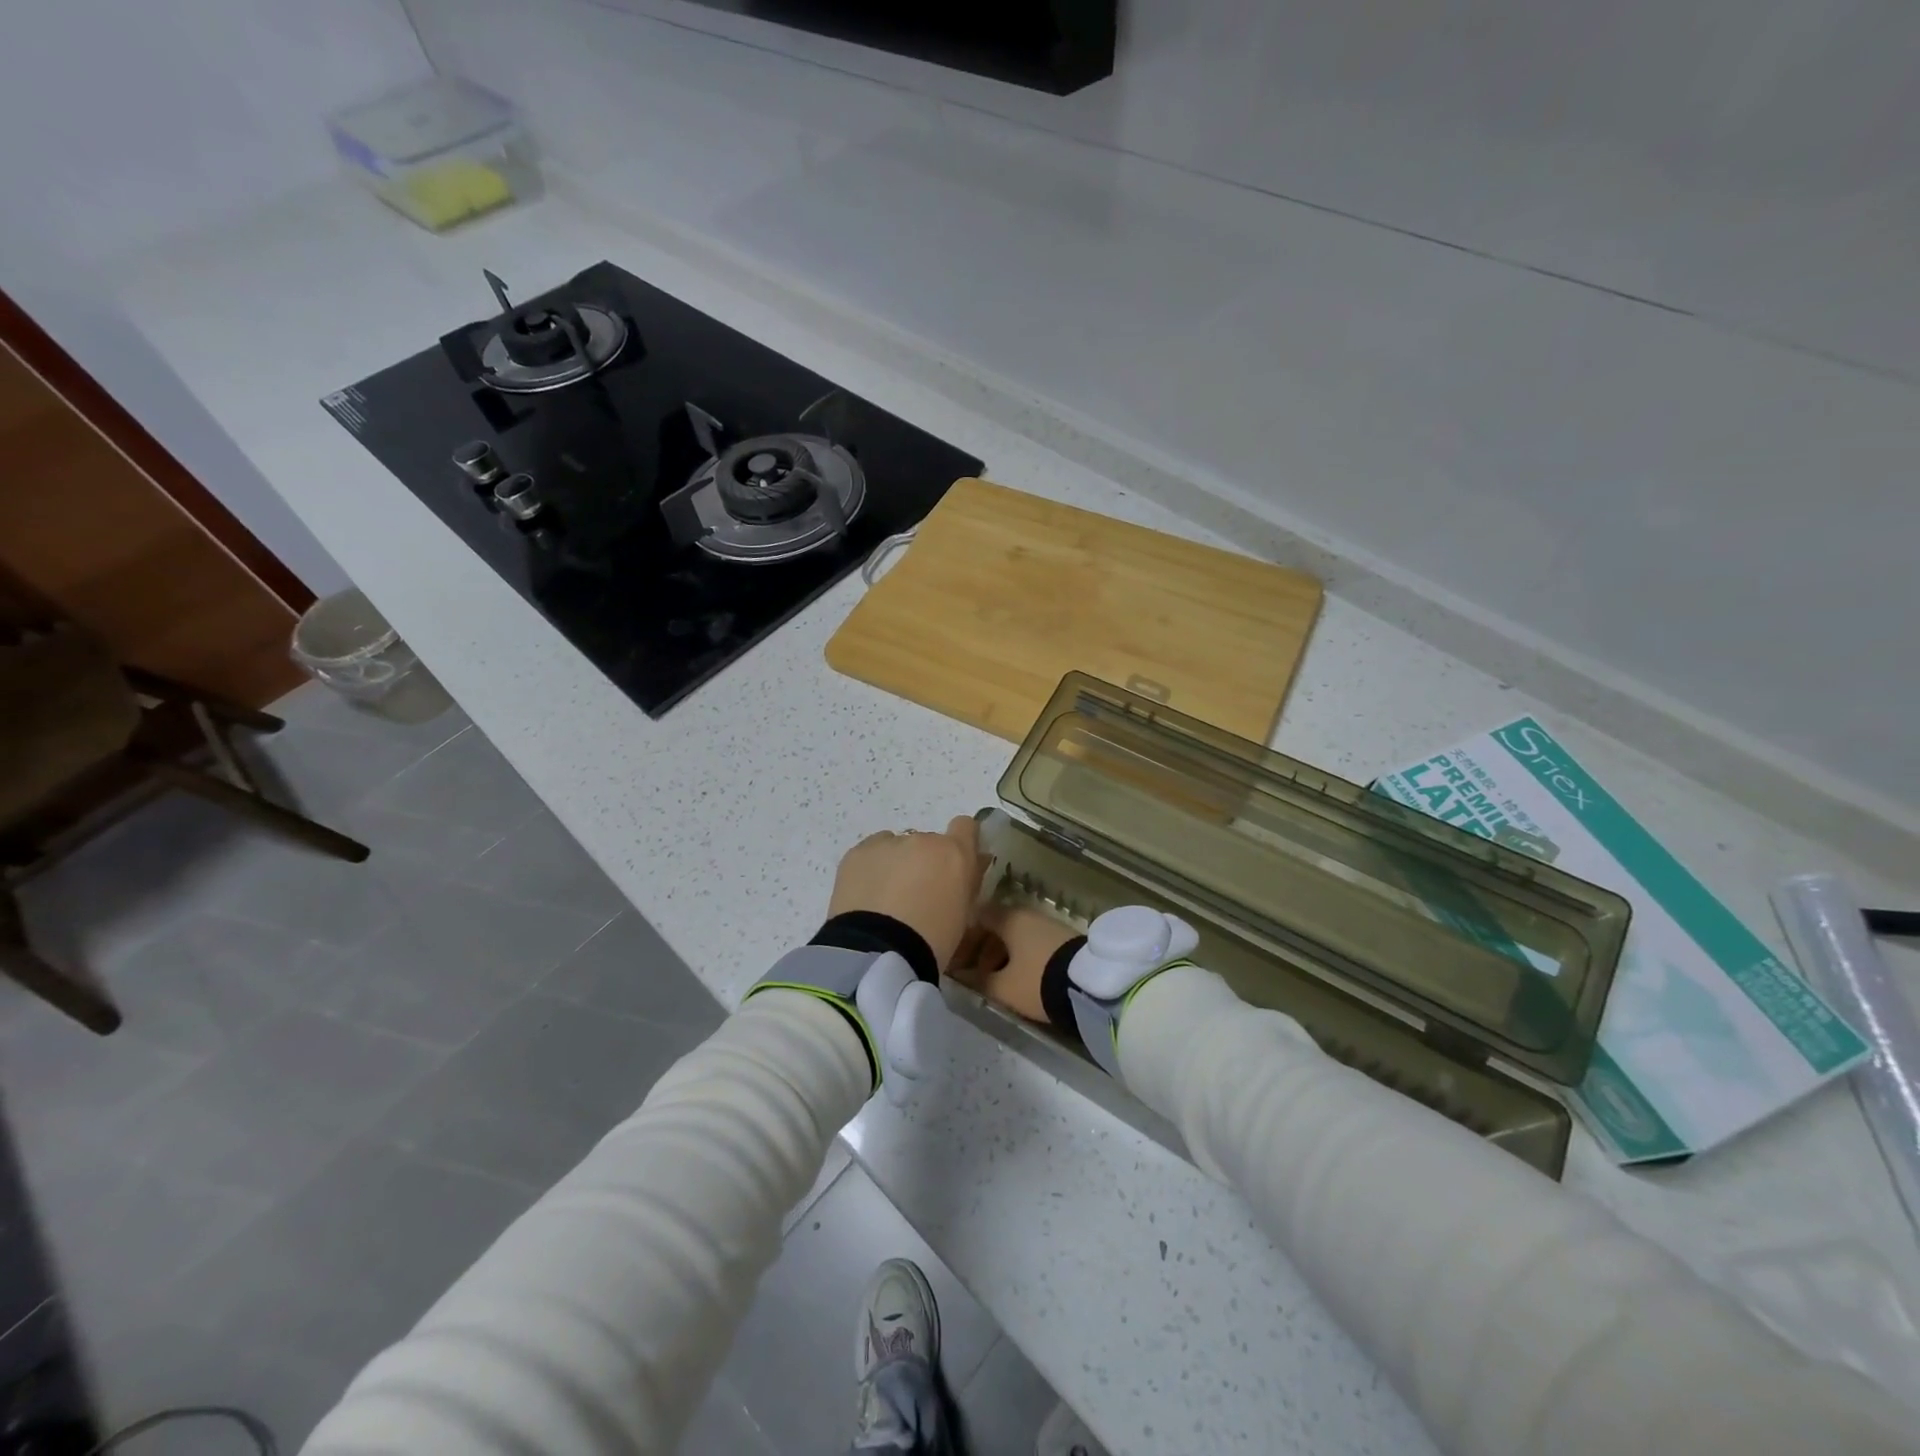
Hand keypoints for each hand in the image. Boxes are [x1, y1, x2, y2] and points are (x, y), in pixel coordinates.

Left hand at [827, 816, 987, 969]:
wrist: (878, 952)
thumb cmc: (932, 942)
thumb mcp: (963, 916)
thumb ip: (966, 884)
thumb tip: (970, 867)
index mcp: (954, 854)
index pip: (965, 827)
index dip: (960, 842)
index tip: (953, 864)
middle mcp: (922, 840)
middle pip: (927, 843)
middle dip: (924, 863)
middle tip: (915, 896)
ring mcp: (887, 843)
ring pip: (896, 848)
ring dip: (896, 865)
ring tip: (885, 900)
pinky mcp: (857, 853)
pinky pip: (871, 854)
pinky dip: (871, 870)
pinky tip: (866, 897)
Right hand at [948, 902, 1079, 1023]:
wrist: (1089, 986)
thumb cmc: (1038, 980)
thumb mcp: (1003, 987)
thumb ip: (978, 981)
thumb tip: (960, 976)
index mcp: (1008, 918)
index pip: (976, 917)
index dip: (962, 937)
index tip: (954, 957)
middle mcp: (1026, 914)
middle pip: (995, 927)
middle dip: (981, 949)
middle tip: (971, 973)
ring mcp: (1046, 924)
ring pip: (1014, 936)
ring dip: (1000, 955)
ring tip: (993, 981)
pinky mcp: (1061, 938)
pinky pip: (1030, 943)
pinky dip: (1018, 956)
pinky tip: (1017, 977)